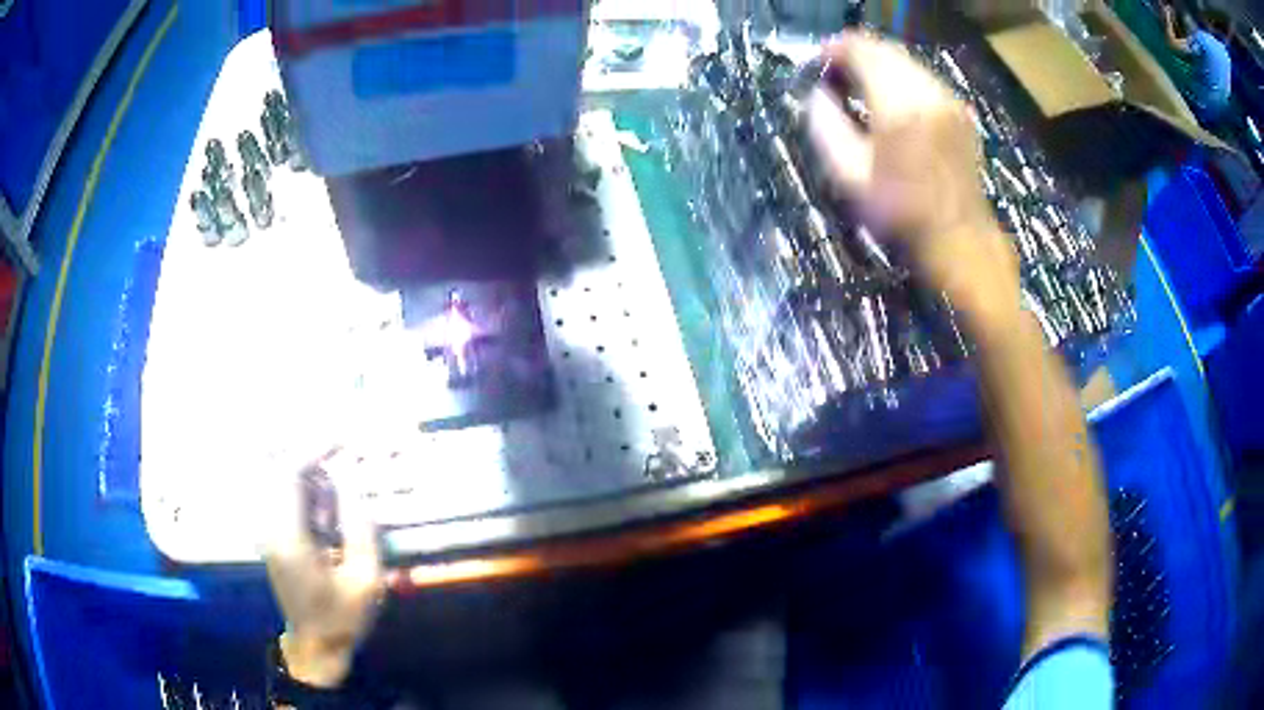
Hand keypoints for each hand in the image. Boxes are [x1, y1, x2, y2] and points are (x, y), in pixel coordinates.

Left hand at [263, 449, 383, 688]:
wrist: (316, 645)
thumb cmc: (343, 617)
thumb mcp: (366, 580)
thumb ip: (361, 529)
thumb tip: (353, 485)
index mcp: (290, 540)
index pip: (289, 475)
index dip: (313, 449)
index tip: (341, 438)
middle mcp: (270, 529)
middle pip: (279, 470)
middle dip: (312, 460)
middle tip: (342, 471)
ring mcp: (267, 532)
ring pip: (279, 481)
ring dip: (310, 482)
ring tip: (336, 517)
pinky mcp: (271, 536)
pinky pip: (283, 498)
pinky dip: (305, 495)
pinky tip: (326, 523)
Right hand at [807, 32, 1020, 330]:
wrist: (960, 240)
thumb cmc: (902, 214)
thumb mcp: (849, 176)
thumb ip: (825, 125)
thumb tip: (818, 95)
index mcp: (898, 104)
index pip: (860, 49)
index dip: (833, 50)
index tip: (818, 65)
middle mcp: (927, 91)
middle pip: (884, 48)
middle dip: (856, 55)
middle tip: (836, 78)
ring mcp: (948, 99)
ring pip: (905, 60)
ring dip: (879, 66)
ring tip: (861, 90)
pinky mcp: (959, 111)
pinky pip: (923, 77)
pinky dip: (901, 79)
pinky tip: (892, 103)